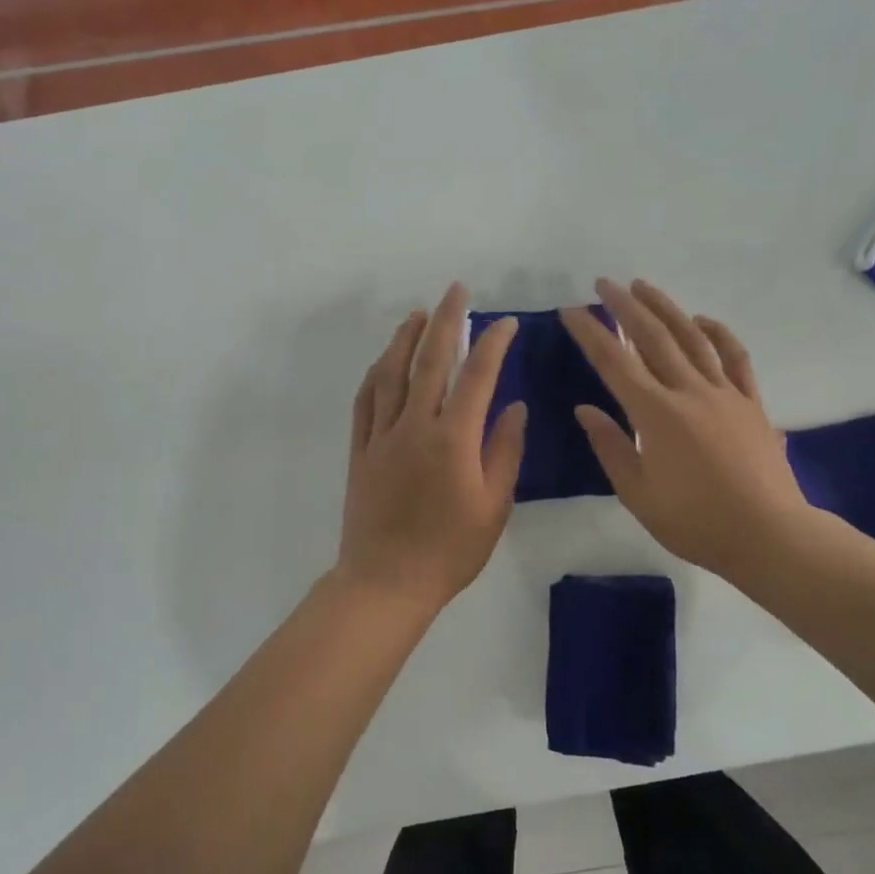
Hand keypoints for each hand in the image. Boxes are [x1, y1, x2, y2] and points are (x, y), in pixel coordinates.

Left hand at [335, 283, 526, 609]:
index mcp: (453, 439)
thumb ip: (505, 451)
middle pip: (429, 360)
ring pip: (391, 373)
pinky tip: (384, 360)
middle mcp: (415, 425)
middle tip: (455, 291)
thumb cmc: (450, 550)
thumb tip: (514, 406)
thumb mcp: (494, 506)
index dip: (492, 343)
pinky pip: (366, 400)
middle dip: (445, 320)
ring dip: (405, 338)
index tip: (504, 323)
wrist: (387, 582)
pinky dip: (376, 373)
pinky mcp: (360, 449)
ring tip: (418, 314)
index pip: (477, 377)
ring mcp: (382, 435)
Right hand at [562, 279, 826, 582]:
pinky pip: (734, 357)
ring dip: (665, 308)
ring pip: (691, 338)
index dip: (590, 333)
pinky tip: (702, 320)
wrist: (769, 537)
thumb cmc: (696, 522)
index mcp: (655, 414)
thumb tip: (585, 409)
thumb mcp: (638, 494)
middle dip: (624, 306)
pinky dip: (718, 333)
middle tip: (604, 283)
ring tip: (643, 286)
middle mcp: (689, 392)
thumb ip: (610, 447)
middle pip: (652, 337)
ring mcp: (724, 393)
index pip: (614, 362)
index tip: (571, 310)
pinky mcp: (751, 402)